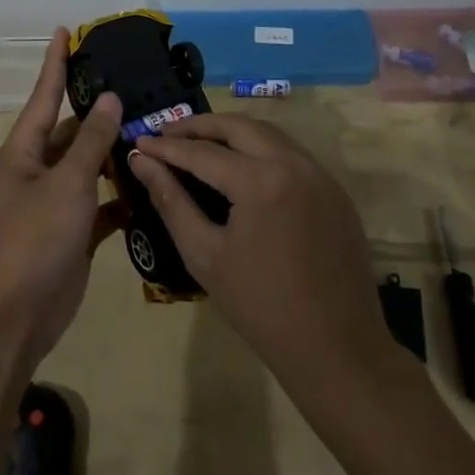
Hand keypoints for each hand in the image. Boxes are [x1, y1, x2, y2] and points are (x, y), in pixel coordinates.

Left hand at [0, 29, 122, 363]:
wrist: (17, 315)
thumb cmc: (35, 238)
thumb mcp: (66, 183)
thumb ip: (91, 141)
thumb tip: (110, 99)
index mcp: (23, 151)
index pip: (43, 95)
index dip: (55, 62)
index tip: (65, 30)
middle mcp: (36, 170)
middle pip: (70, 130)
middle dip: (99, 112)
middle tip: (137, 86)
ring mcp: (55, 202)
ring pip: (88, 166)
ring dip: (115, 153)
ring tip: (154, 129)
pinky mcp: (73, 231)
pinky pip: (100, 202)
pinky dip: (121, 195)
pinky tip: (151, 185)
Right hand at [128, 114, 391, 388]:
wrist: (335, 348)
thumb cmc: (260, 307)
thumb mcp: (204, 255)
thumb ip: (171, 201)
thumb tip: (142, 163)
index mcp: (261, 182)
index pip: (202, 152)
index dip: (166, 146)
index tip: (139, 141)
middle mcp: (294, 164)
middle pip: (239, 126)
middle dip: (199, 126)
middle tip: (167, 133)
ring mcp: (320, 174)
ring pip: (269, 133)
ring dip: (231, 133)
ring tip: (199, 144)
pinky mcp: (335, 190)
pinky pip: (291, 154)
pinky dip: (260, 149)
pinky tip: (240, 167)